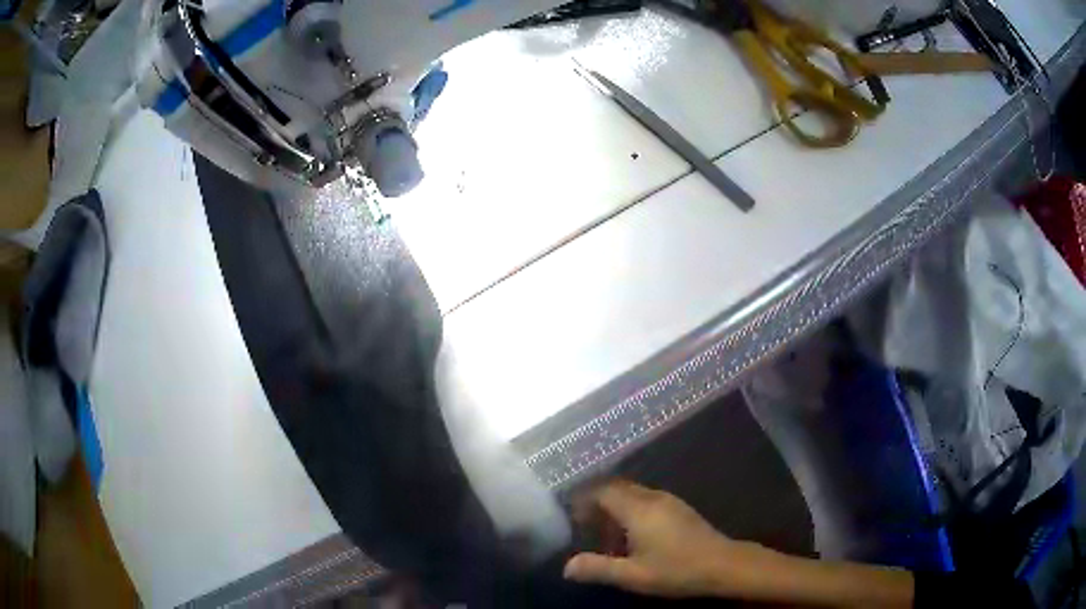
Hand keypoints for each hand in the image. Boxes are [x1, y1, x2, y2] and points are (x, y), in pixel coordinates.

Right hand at [562, 481, 783, 598]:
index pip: (603, 490)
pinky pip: (646, 500)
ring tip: (606, 536)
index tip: (571, 516)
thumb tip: (566, 566)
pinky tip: (633, 537)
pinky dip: (631, 511)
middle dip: (597, 503)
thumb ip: (598, 568)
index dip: (583, 499)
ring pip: (633, 494)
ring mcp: (669, 501)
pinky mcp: (680, 509)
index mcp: (638, 509)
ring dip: (615, 508)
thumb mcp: (633, 575)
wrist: (724, 564)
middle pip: (617, 488)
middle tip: (584, 526)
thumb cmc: (677, 570)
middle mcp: (653, 497)